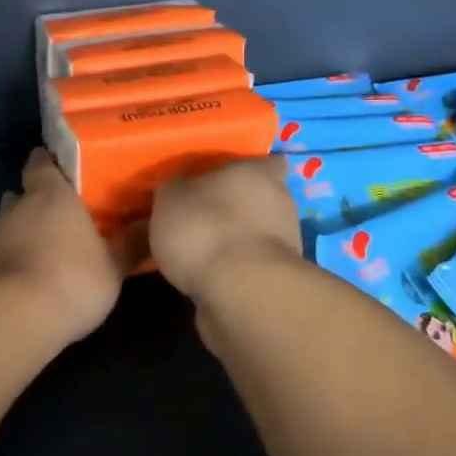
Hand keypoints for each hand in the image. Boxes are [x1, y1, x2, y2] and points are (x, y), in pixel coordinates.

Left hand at [0, 149, 137, 344]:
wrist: (20, 315)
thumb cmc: (75, 280)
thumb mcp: (115, 265)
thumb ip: (131, 243)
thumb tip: (152, 222)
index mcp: (53, 197)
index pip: (45, 165)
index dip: (49, 163)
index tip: (57, 165)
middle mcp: (17, 208)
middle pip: (22, 194)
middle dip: (34, 199)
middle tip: (51, 210)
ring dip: (8, 222)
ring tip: (19, 226)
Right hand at [149, 156, 300, 301]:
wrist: (240, 292)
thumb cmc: (206, 227)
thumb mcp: (171, 197)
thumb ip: (177, 188)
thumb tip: (178, 187)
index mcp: (259, 173)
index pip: (267, 162)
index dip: (250, 170)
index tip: (226, 179)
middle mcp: (280, 204)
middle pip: (262, 199)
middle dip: (238, 208)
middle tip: (203, 216)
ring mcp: (284, 245)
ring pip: (257, 235)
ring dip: (236, 241)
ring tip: (199, 253)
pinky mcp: (278, 281)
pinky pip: (252, 267)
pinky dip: (235, 271)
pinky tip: (206, 278)